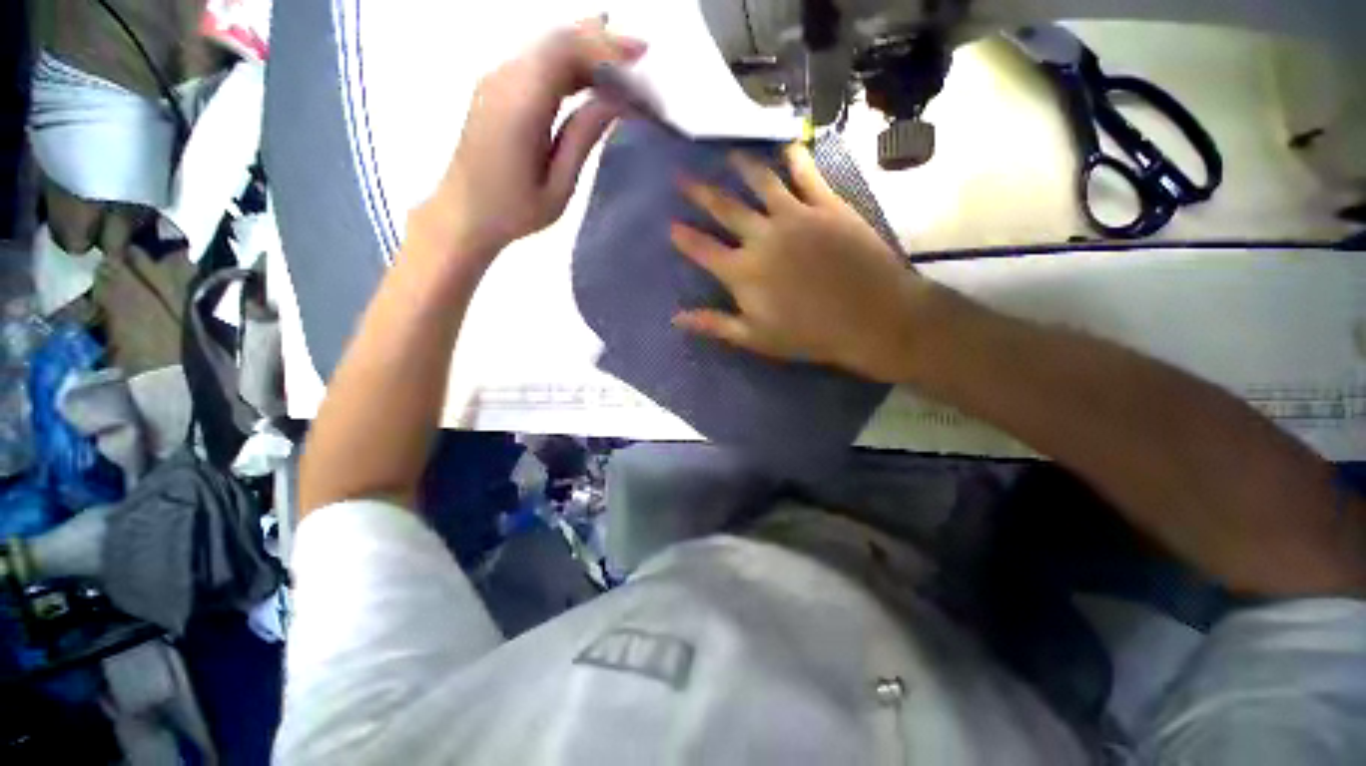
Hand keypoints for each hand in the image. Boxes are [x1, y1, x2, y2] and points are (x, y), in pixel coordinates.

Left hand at [425, 18, 645, 262]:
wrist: (463, 214)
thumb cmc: (514, 211)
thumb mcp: (558, 186)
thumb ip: (582, 138)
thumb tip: (614, 102)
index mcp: (520, 105)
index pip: (565, 52)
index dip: (605, 49)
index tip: (640, 58)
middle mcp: (504, 80)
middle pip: (555, 40)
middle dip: (600, 41)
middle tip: (640, 52)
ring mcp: (496, 81)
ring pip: (545, 46)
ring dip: (585, 47)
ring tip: (622, 54)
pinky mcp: (496, 89)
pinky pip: (536, 60)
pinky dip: (567, 59)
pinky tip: (587, 67)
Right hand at [671, 145, 942, 382]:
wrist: (870, 317)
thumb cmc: (809, 334)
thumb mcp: (755, 338)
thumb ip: (715, 324)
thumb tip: (675, 318)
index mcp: (742, 271)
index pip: (703, 249)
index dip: (684, 238)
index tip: (671, 225)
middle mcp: (761, 236)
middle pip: (724, 208)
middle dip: (700, 192)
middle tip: (683, 177)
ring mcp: (795, 215)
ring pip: (761, 181)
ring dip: (742, 166)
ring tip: (729, 155)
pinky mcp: (827, 205)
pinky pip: (807, 174)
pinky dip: (795, 158)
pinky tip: (787, 147)